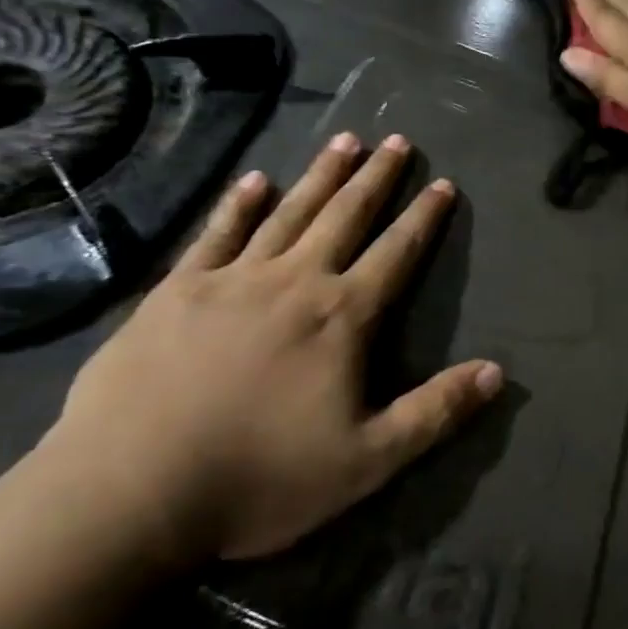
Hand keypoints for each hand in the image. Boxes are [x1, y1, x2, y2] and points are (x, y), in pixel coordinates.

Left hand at [42, 133, 502, 566]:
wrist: (130, 489)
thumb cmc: (258, 479)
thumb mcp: (366, 462)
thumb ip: (434, 412)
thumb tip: (498, 371)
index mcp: (341, 316)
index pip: (396, 253)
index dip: (424, 217)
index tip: (442, 182)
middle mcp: (294, 280)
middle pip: (346, 215)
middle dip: (376, 177)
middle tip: (397, 139)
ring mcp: (234, 277)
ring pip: (290, 211)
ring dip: (321, 174)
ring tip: (345, 140)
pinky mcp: (180, 288)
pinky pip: (218, 233)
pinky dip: (239, 203)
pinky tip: (255, 179)